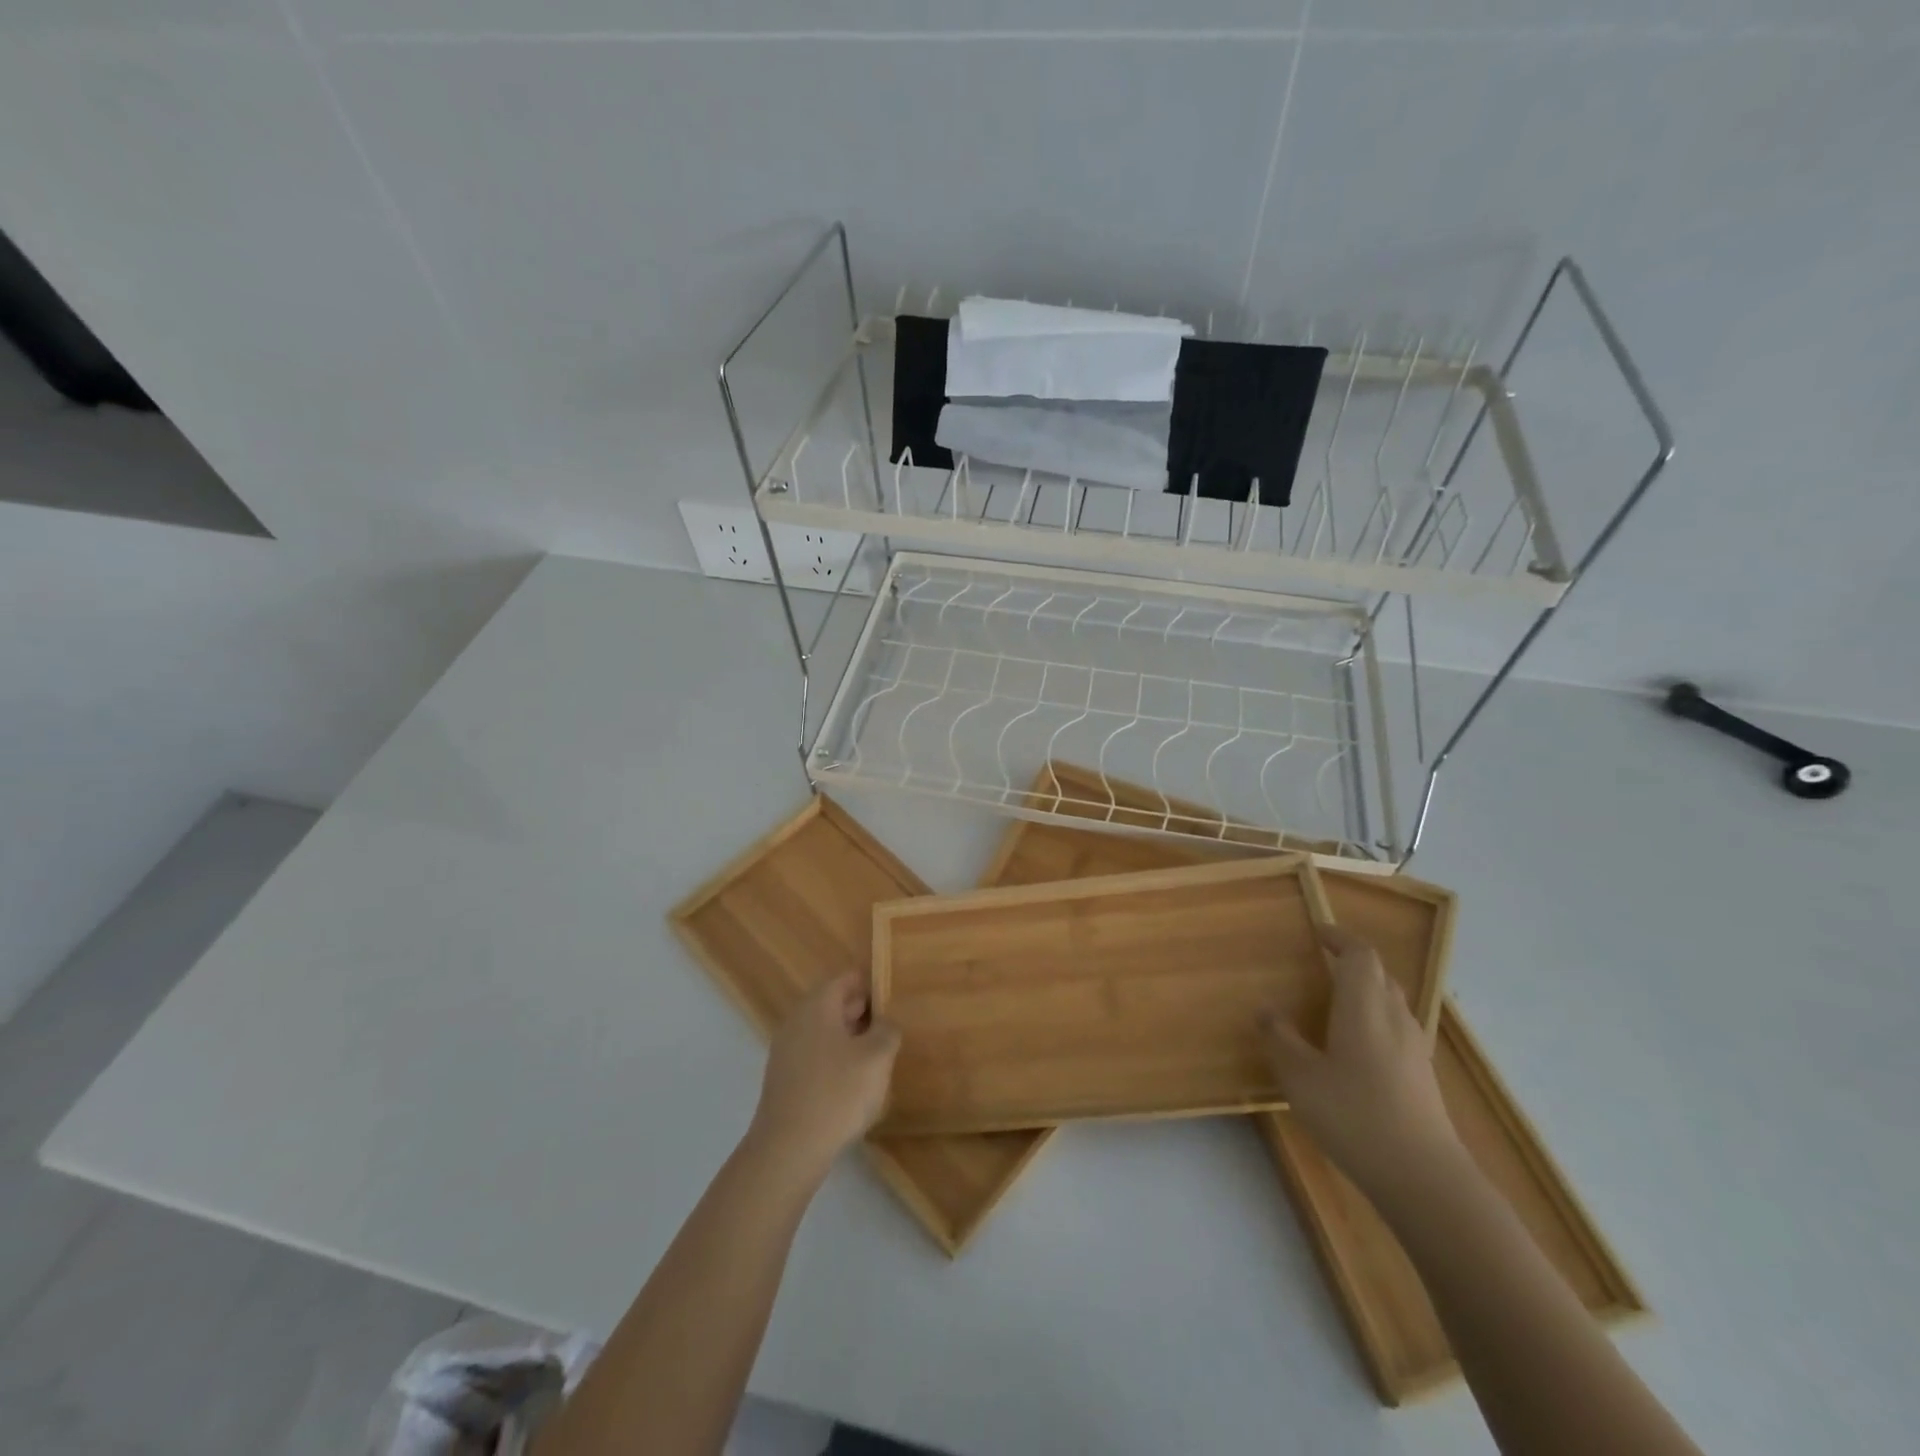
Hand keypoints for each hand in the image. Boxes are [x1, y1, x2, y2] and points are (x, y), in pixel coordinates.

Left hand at [746, 974, 900, 1185]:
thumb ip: (887, 1031)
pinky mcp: (785, 1080)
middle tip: (892, 1026)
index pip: (847, 979)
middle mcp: (797, 1021)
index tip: (895, 996)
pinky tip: (855, 1085)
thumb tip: (885, 1023)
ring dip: (851, 1040)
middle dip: (863, 1013)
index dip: (872, 984)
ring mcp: (787, 1051)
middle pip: (834, 1004)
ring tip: (879, 1057)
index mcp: (818, 1005)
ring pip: (826, 1033)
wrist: (788, 1150)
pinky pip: (816, 1058)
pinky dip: (836, 1061)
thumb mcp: (877, 1057)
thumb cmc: (837, 1092)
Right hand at [1263, 928, 1463, 1208]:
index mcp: (1364, 1007)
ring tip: (1336, 1001)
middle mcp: (1394, 1018)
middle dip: (1352, 961)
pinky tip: (1356, 1047)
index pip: (1359, 955)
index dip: (1340, 937)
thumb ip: (1280, 1039)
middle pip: (1379, 974)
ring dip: (1366, 990)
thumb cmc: (1355, 1116)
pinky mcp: (1422, 1075)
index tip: (1317, 931)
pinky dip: (1375, 1019)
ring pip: (1391, 1001)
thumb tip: (1266, 1009)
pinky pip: (1397, 1028)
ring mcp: (1414, 1048)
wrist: (1424, 1178)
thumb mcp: (1300, 1077)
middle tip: (1322, 962)